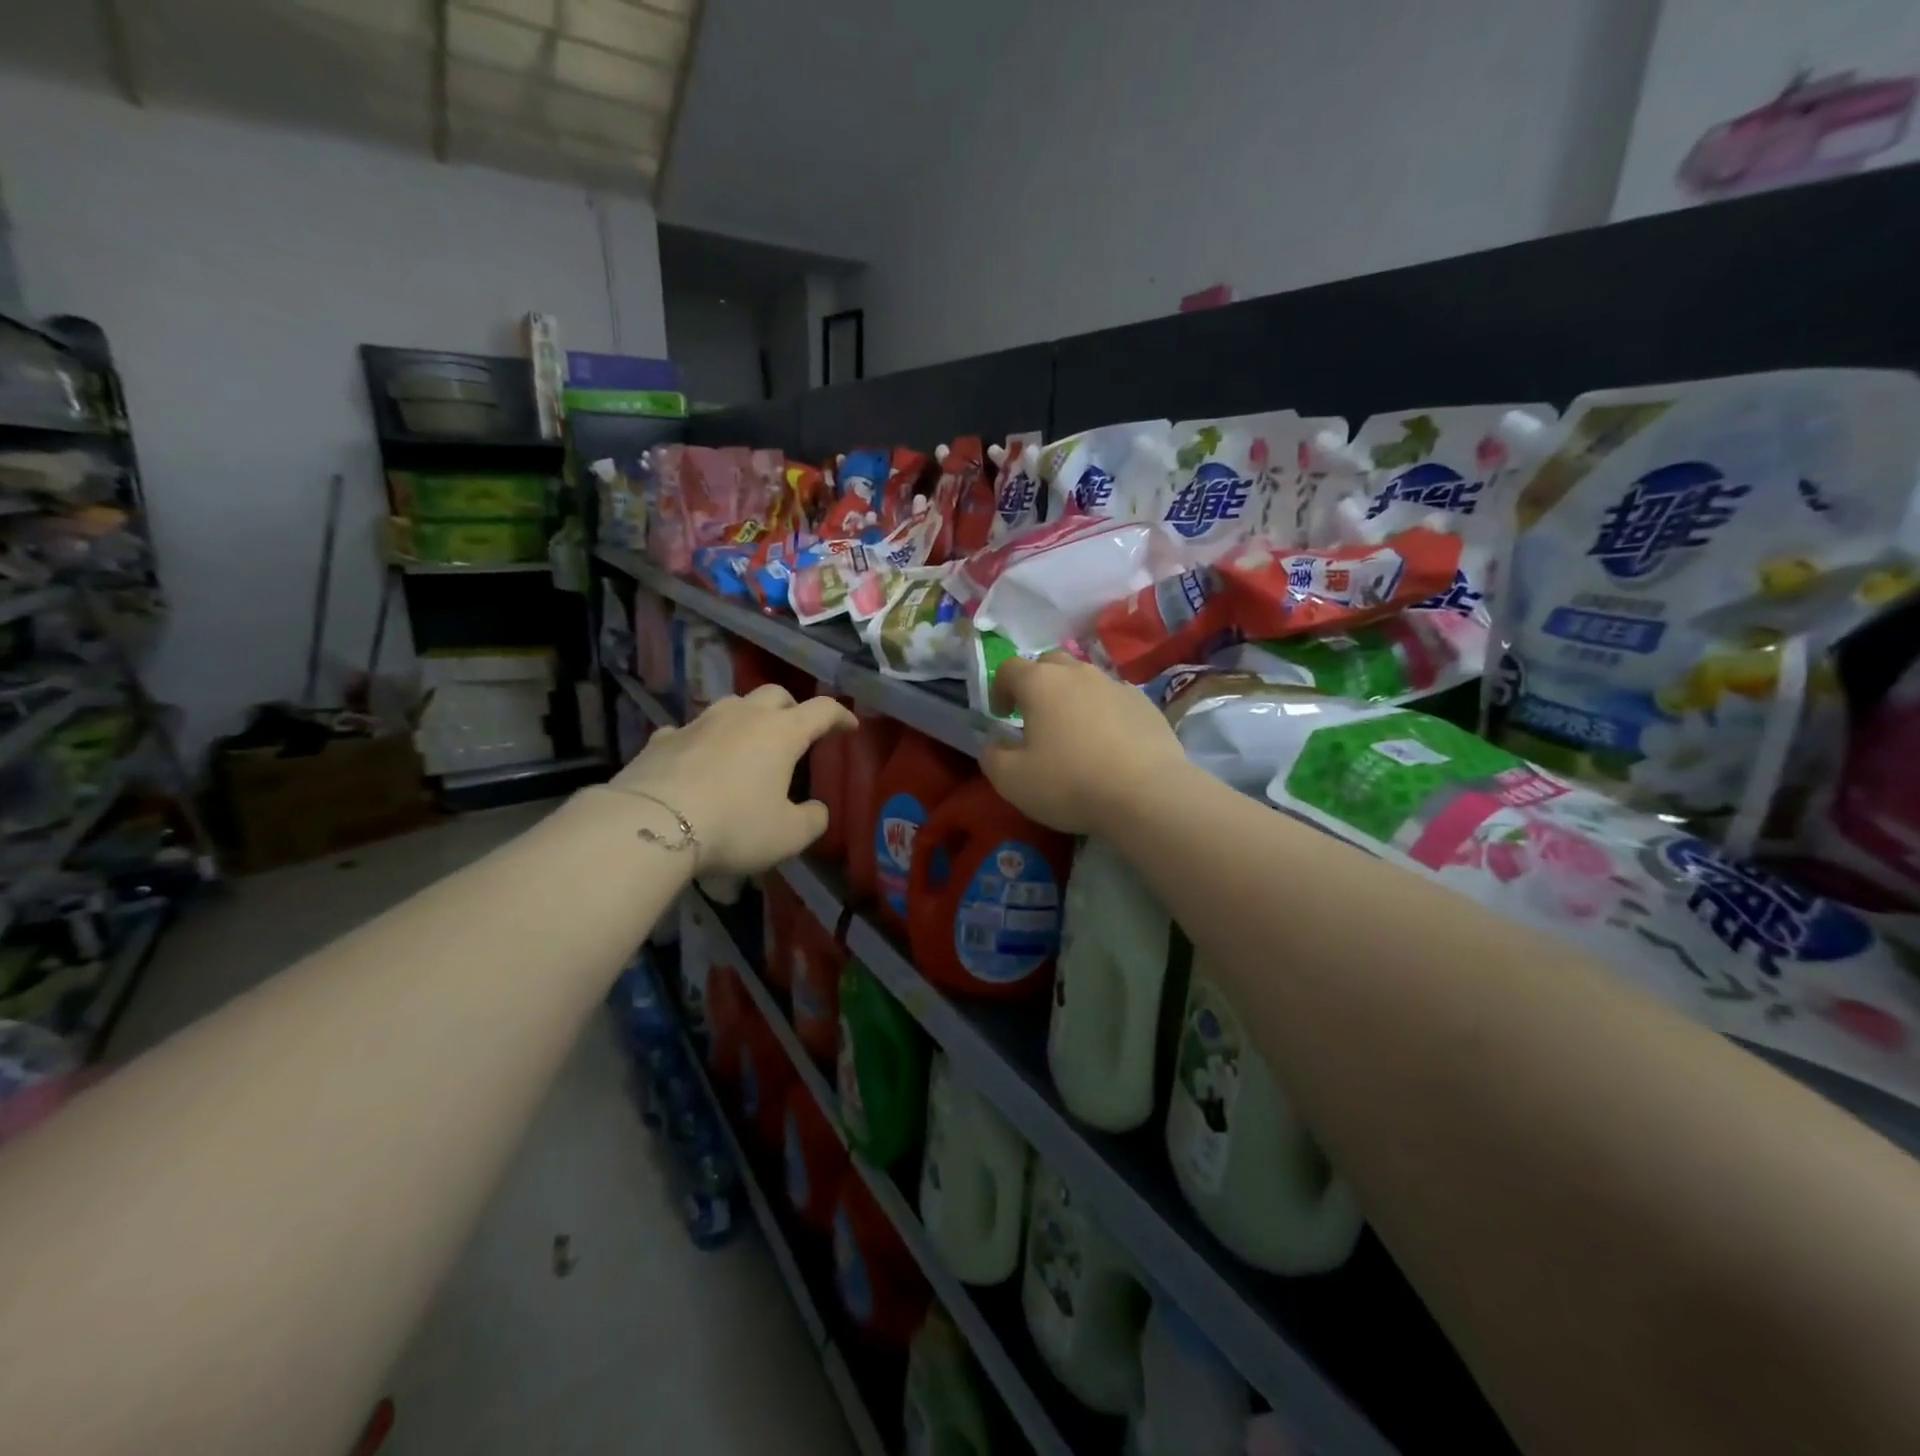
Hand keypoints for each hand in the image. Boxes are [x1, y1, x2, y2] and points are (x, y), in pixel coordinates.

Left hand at [613, 685, 853, 874]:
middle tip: (796, 732)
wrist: (651, 824)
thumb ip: (812, 820)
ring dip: (747, 719)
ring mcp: (699, 723)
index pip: (822, 710)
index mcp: (781, 732)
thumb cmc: (734, 825)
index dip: (840, 716)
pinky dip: (702, 741)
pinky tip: (697, 761)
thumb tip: (816, 810)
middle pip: (775, 695)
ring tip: (747, 744)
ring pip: (732, 706)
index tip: (850, 727)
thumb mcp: (788, 835)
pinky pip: (690, 731)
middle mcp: (743, 716)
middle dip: (792, 709)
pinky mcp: (663, 738)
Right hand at [981, 653, 1187, 834]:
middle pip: (1050, 663)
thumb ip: (992, 757)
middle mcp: (1078, 673)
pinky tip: (1108, 743)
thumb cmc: (1069, 783)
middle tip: (1035, 716)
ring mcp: (1116, 685)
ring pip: (1086, 680)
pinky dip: (1104, 712)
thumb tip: (994, 744)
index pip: (1010, 667)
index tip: (1002, 715)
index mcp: (1040, 683)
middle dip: (1037, 684)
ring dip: (1072, 697)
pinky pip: (1115, 699)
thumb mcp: (1012, 780)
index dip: (999, 688)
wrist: (1147, 794)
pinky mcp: (1145, 704)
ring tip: (1074, 732)